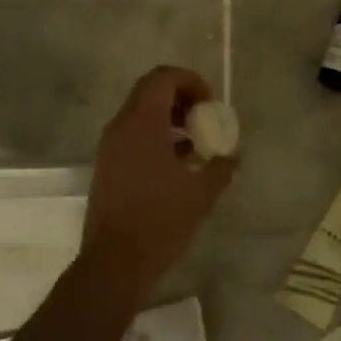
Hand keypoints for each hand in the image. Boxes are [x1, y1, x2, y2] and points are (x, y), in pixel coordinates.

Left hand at [81, 67, 236, 287]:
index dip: (191, 81)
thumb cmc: (160, 222)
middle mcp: (121, 127)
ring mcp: (110, 146)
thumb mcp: (201, 194)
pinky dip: (156, 136)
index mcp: (142, 124)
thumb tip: (234, 155)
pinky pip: (133, 134)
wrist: (114, 263)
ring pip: (140, 112)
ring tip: (195, 143)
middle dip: (181, 96)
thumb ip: (221, 168)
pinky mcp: (107, 165)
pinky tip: (178, 164)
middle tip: (204, 118)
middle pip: (150, 90)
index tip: (211, 104)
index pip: (163, 78)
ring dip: (169, 117)